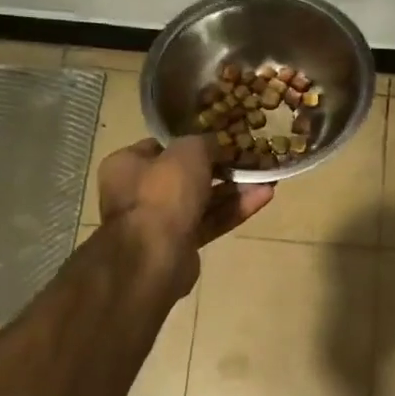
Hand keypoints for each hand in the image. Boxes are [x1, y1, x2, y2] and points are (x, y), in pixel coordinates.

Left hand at [97, 136, 272, 292]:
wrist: (154, 256)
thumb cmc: (163, 193)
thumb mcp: (187, 152)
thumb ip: (204, 142)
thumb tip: (216, 143)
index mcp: (127, 165)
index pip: (163, 147)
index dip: (193, 141)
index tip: (222, 139)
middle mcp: (140, 192)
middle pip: (186, 175)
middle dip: (221, 168)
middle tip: (250, 159)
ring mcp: (161, 221)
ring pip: (203, 200)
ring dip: (235, 189)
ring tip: (267, 178)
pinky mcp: (182, 244)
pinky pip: (211, 221)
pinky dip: (234, 210)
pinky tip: (264, 197)